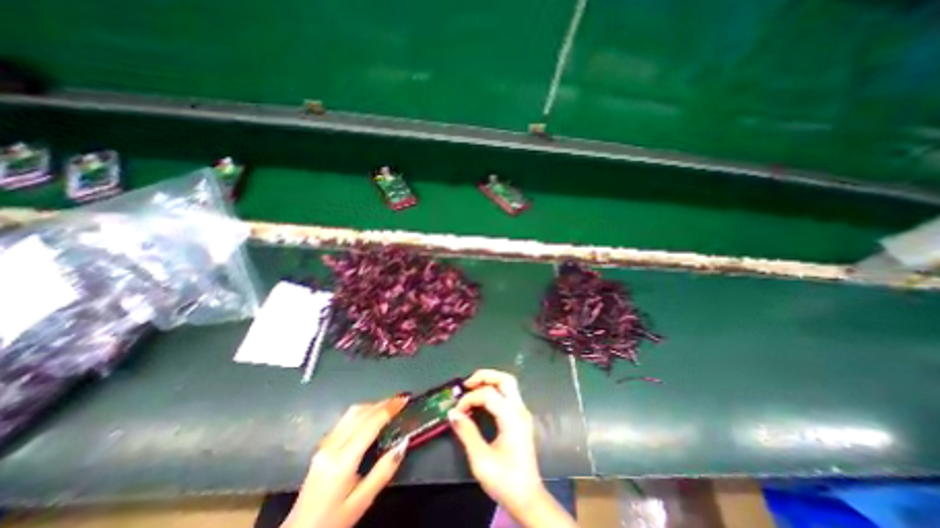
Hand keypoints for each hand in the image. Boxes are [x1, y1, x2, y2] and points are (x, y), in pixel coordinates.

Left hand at [282, 399, 407, 527]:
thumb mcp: (362, 502)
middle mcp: (332, 446)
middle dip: (383, 403)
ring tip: (389, 405)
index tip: (405, 400)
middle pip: (360, 413)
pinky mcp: (322, 446)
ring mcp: (324, 444)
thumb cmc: (332, 521)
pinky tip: (371, 415)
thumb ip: (384, 471)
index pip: (370, 424)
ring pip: (351, 413)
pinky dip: (362, 411)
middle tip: (401, 399)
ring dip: (372, 405)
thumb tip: (404, 442)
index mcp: (342, 461)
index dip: (389, 409)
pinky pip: (345, 419)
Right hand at [449, 372, 577, 526]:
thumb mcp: (481, 460)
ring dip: (489, 381)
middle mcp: (519, 409)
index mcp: (512, 418)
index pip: (488, 394)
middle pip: (504, 379)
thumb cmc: (505, 481)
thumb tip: (452, 414)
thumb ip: (467, 433)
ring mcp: (522, 412)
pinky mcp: (520, 417)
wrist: (528, 499)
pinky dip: (494, 390)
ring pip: (508, 383)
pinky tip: (482, 399)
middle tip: (467, 384)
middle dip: (484, 376)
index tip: (456, 412)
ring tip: (472, 388)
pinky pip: (508, 394)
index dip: (469, 399)